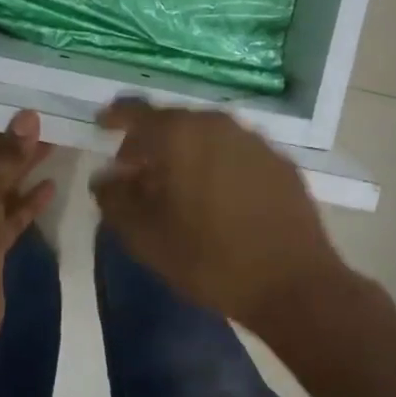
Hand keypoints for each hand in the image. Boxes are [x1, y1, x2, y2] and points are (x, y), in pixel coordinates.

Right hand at [91, 99, 345, 333]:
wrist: (294, 284)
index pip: (136, 111)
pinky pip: (235, 152)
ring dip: (185, 153)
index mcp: (179, 133)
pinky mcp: (280, 162)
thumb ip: (114, 199)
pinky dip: (217, 164)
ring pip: (206, 136)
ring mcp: (253, 140)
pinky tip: (217, 197)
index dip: (114, 117)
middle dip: (150, 142)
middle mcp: (217, 123)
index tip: (101, 125)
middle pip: (172, 122)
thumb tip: (104, 178)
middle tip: (136, 171)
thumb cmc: (209, 257)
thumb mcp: (145, 236)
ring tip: (177, 186)